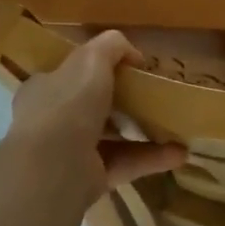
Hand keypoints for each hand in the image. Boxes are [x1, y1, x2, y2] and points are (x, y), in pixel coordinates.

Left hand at [7, 31, 186, 203]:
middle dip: (123, 104)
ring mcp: (70, 154)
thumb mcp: (92, 58)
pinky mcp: (89, 179)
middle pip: (92, 108)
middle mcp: (53, 121)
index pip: (70, 75)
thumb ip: (112, 46)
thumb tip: (133, 55)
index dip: (96, 70)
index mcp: (45, 89)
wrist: (53, 165)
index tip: (128, 70)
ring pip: (112, 138)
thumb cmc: (68, 103)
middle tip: (153, 98)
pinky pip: (125, 164)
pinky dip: (151, 158)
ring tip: (175, 127)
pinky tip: (179, 153)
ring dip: (143, 132)